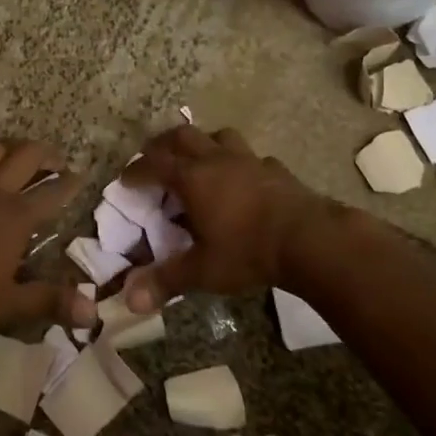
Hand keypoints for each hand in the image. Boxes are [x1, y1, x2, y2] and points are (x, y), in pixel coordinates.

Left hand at [0, 139, 92, 330]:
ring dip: (11, 149)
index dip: (71, 183)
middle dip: (47, 154)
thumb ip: (48, 302)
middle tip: (55, 162)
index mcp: (16, 216)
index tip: (81, 177)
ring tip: (17, 159)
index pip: (54, 192)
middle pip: (27, 155)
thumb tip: (92, 312)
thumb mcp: (5, 304)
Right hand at [120, 125, 327, 313]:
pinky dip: (239, 163)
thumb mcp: (202, 271)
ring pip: (218, 136)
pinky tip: (243, 180)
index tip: (125, 181)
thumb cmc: (248, 251)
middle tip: (154, 160)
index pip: (153, 164)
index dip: (135, 171)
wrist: (310, 239)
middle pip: (182, 136)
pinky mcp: (275, 169)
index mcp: (192, 178)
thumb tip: (130, 300)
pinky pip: (251, 156)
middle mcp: (216, 160)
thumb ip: (165, 281)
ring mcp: (249, 160)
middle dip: (163, 145)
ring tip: (198, 161)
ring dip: (203, 143)